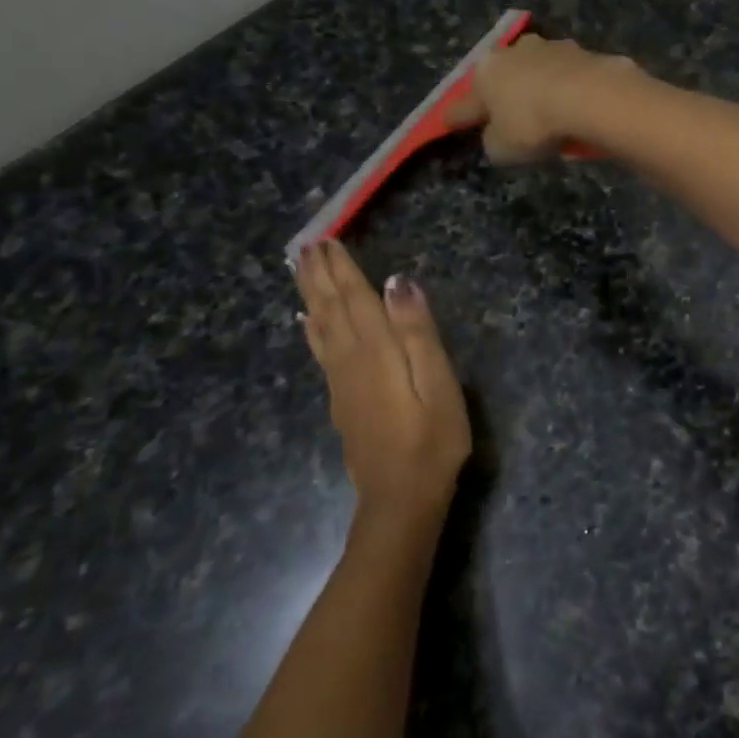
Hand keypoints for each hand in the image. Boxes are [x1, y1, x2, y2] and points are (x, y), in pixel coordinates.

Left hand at [294, 241, 469, 532]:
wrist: (401, 498)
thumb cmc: (433, 439)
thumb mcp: (439, 383)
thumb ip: (417, 332)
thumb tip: (398, 282)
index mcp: (377, 351)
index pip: (355, 299)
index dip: (341, 269)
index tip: (327, 240)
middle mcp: (350, 360)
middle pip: (330, 309)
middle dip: (318, 276)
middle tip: (306, 246)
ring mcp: (341, 382)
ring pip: (320, 327)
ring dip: (310, 295)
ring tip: (299, 270)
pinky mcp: (341, 400)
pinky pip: (320, 352)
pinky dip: (311, 330)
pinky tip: (307, 321)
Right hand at [446, 33, 640, 163]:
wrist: (590, 97)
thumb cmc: (533, 124)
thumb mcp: (502, 148)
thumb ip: (493, 141)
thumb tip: (498, 134)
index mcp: (485, 73)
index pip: (465, 102)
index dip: (458, 116)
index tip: (450, 122)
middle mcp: (514, 52)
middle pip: (502, 77)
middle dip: (502, 93)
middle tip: (507, 114)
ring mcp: (551, 48)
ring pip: (537, 71)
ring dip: (538, 87)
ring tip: (548, 112)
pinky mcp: (584, 53)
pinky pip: (569, 78)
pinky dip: (568, 91)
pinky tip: (576, 108)